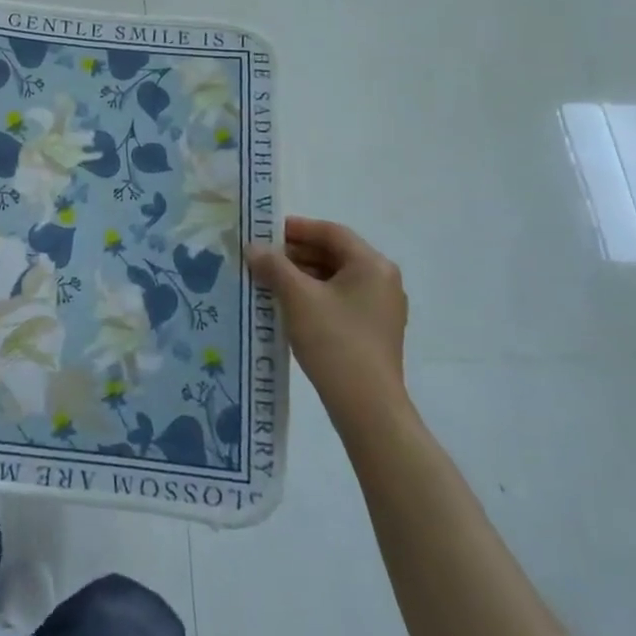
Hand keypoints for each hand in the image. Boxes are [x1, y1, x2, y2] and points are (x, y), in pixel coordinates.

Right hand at [246, 218, 408, 421]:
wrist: (367, 407)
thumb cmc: (334, 341)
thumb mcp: (297, 297)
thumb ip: (273, 266)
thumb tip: (253, 247)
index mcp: (372, 265)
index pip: (331, 232)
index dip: (297, 228)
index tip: (265, 233)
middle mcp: (382, 281)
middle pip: (334, 254)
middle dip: (295, 254)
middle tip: (261, 258)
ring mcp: (380, 308)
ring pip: (335, 278)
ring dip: (301, 276)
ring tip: (268, 281)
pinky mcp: (373, 331)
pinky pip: (339, 300)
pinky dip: (313, 296)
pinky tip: (287, 306)